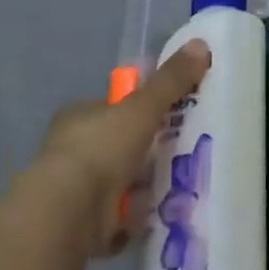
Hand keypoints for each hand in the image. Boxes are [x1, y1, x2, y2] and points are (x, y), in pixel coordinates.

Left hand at [26, 41, 210, 257]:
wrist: (68, 213)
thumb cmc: (101, 149)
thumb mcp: (143, 107)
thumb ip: (171, 80)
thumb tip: (201, 44)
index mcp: (79, 116)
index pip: (112, 106)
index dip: (138, 109)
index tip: (168, 116)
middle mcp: (72, 149)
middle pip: (117, 145)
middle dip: (145, 151)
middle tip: (182, 152)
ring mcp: (74, 189)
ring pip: (117, 182)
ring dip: (141, 187)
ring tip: (179, 186)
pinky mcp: (81, 224)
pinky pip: (116, 218)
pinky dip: (133, 219)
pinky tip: (157, 217)